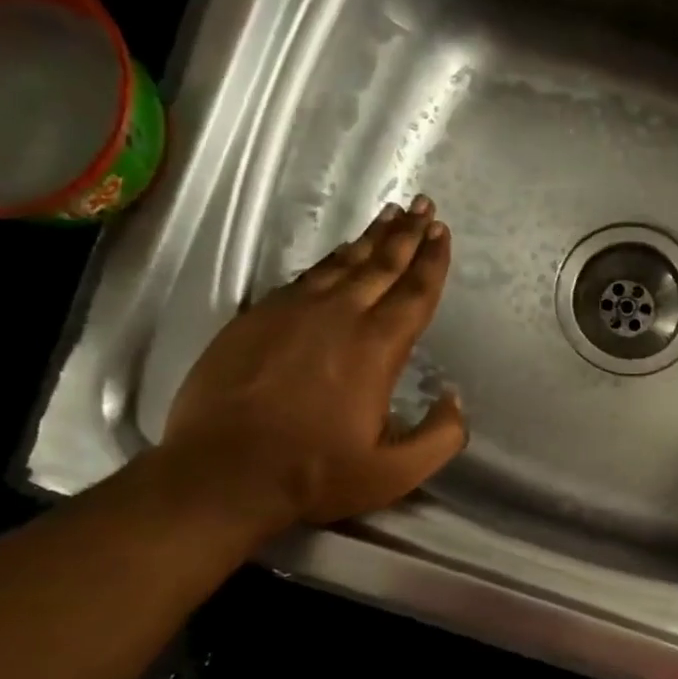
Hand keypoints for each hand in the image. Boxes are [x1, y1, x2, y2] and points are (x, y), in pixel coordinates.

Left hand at [163, 195, 466, 531]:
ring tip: (387, 217)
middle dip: (406, 234)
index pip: (413, 293)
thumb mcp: (397, 471)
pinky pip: (303, 278)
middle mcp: (337, 316)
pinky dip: (328, 261)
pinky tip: (336, 256)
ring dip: (369, 240)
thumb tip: (454, 398)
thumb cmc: (316, 473)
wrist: (223, 472)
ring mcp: (291, 312)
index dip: (432, 261)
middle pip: (380, 265)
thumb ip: (441, 436)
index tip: (442, 233)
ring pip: (340, 264)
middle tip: (422, 206)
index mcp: (376, 348)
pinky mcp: (256, 318)